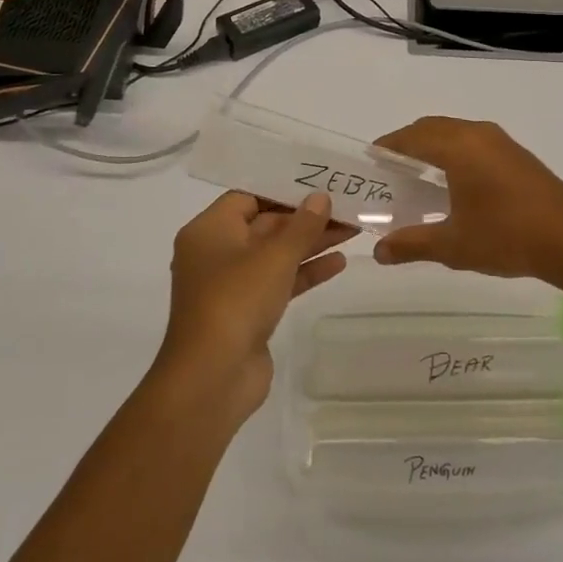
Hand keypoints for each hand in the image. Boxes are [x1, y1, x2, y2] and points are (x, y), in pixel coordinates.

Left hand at [158, 191, 355, 417]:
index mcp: (209, 230)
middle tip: (347, 208)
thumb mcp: (274, 256)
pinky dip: (305, 272)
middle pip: (266, 225)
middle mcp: (216, 253)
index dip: (283, 189)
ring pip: (276, 255)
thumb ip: (302, 225)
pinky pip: (279, 282)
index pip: (248, 197)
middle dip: (305, 218)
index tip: (319, 184)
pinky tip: (339, 262)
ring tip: (353, 231)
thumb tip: (320, 197)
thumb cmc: (236, 300)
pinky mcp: (248, 312)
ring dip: (311, 243)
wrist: (212, 377)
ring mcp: (232, 285)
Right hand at [371, 117, 562, 286]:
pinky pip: (475, 142)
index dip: (388, 147)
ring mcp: (501, 142)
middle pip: (432, 128)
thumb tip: (378, 252)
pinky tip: (455, 184)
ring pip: (456, 133)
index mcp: (458, 147)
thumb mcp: (453, 245)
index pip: (411, 137)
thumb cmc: (506, 237)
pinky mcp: (518, 155)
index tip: (370, 163)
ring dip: (433, 147)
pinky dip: (455, 152)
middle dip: (408, 144)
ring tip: (418, 178)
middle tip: (390, 172)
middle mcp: (478, 134)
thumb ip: (411, 244)